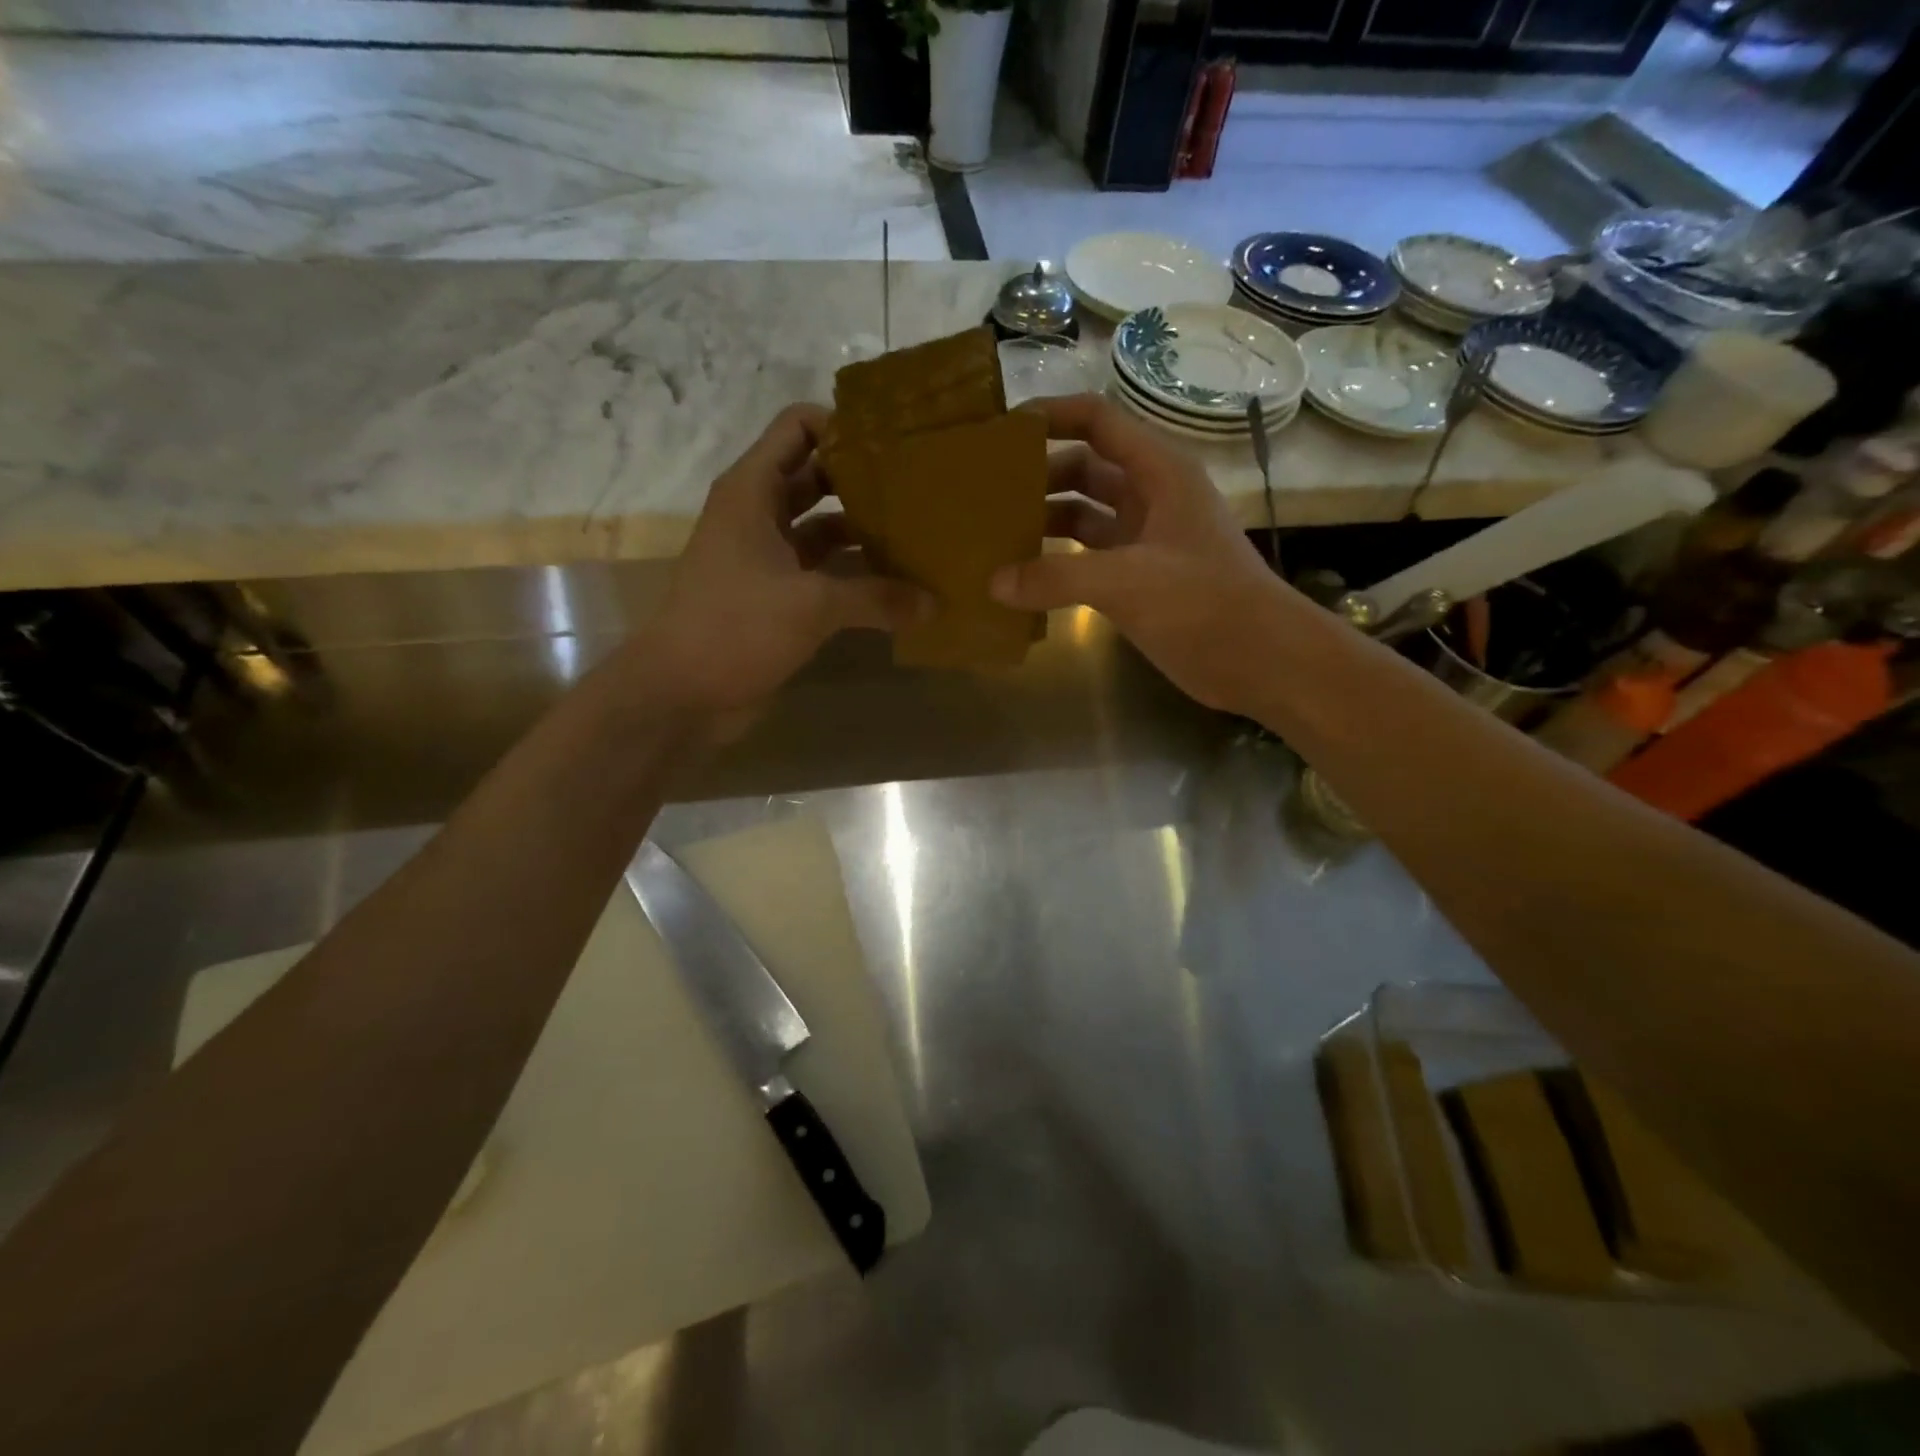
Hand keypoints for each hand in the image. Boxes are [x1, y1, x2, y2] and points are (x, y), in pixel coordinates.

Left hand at [633, 404, 926, 715]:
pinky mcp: (775, 596)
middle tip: (920, 490)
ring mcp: (766, 557)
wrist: (681, 693)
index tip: (894, 443)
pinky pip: (821, 572)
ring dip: (863, 532)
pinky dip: (853, 576)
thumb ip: (876, 598)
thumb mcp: (811, 605)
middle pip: (816, 476)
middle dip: (864, 481)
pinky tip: (896, 586)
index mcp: (753, 491)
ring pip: (822, 528)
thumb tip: (934, 604)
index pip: (797, 427)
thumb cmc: (736, 627)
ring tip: (919, 536)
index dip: (843, 425)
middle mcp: (758, 515)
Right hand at [990, 393, 1291, 714]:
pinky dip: (1056, 564)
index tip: (1000, 432)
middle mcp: (1149, 497)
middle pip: (1083, 468)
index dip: (1051, 415)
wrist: (1260, 660)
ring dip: (1043, 521)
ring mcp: (1143, 540)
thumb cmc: (1204, 603)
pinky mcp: (1137, 580)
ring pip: (1082, 515)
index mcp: (1158, 472)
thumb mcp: (1129, 581)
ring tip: (992, 535)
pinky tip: (1020, 579)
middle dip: (1037, 475)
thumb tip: (994, 582)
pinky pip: (1086, 559)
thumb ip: (1057, 578)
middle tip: (982, 492)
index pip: (1097, 421)